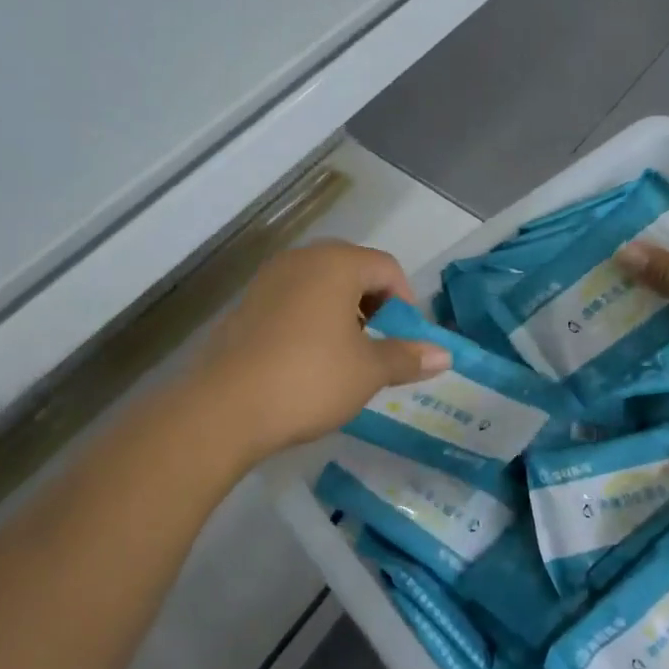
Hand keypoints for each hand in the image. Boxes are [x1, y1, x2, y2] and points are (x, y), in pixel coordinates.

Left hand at [187, 240, 451, 464]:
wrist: (223, 408)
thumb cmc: (309, 379)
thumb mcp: (367, 371)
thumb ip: (407, 357)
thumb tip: (445, 356)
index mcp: (336, 264)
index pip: (387, 267)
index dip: (406, 302)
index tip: (407, 340)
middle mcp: (301, 260)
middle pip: (353, 270)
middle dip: (374, 304)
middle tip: (380, 344)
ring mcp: (268, 280)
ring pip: (320, 285)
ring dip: (343, 313)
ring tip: (347, 355)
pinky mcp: (245, 305)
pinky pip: (292, 301)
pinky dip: (311, 320)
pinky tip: (309, 360)